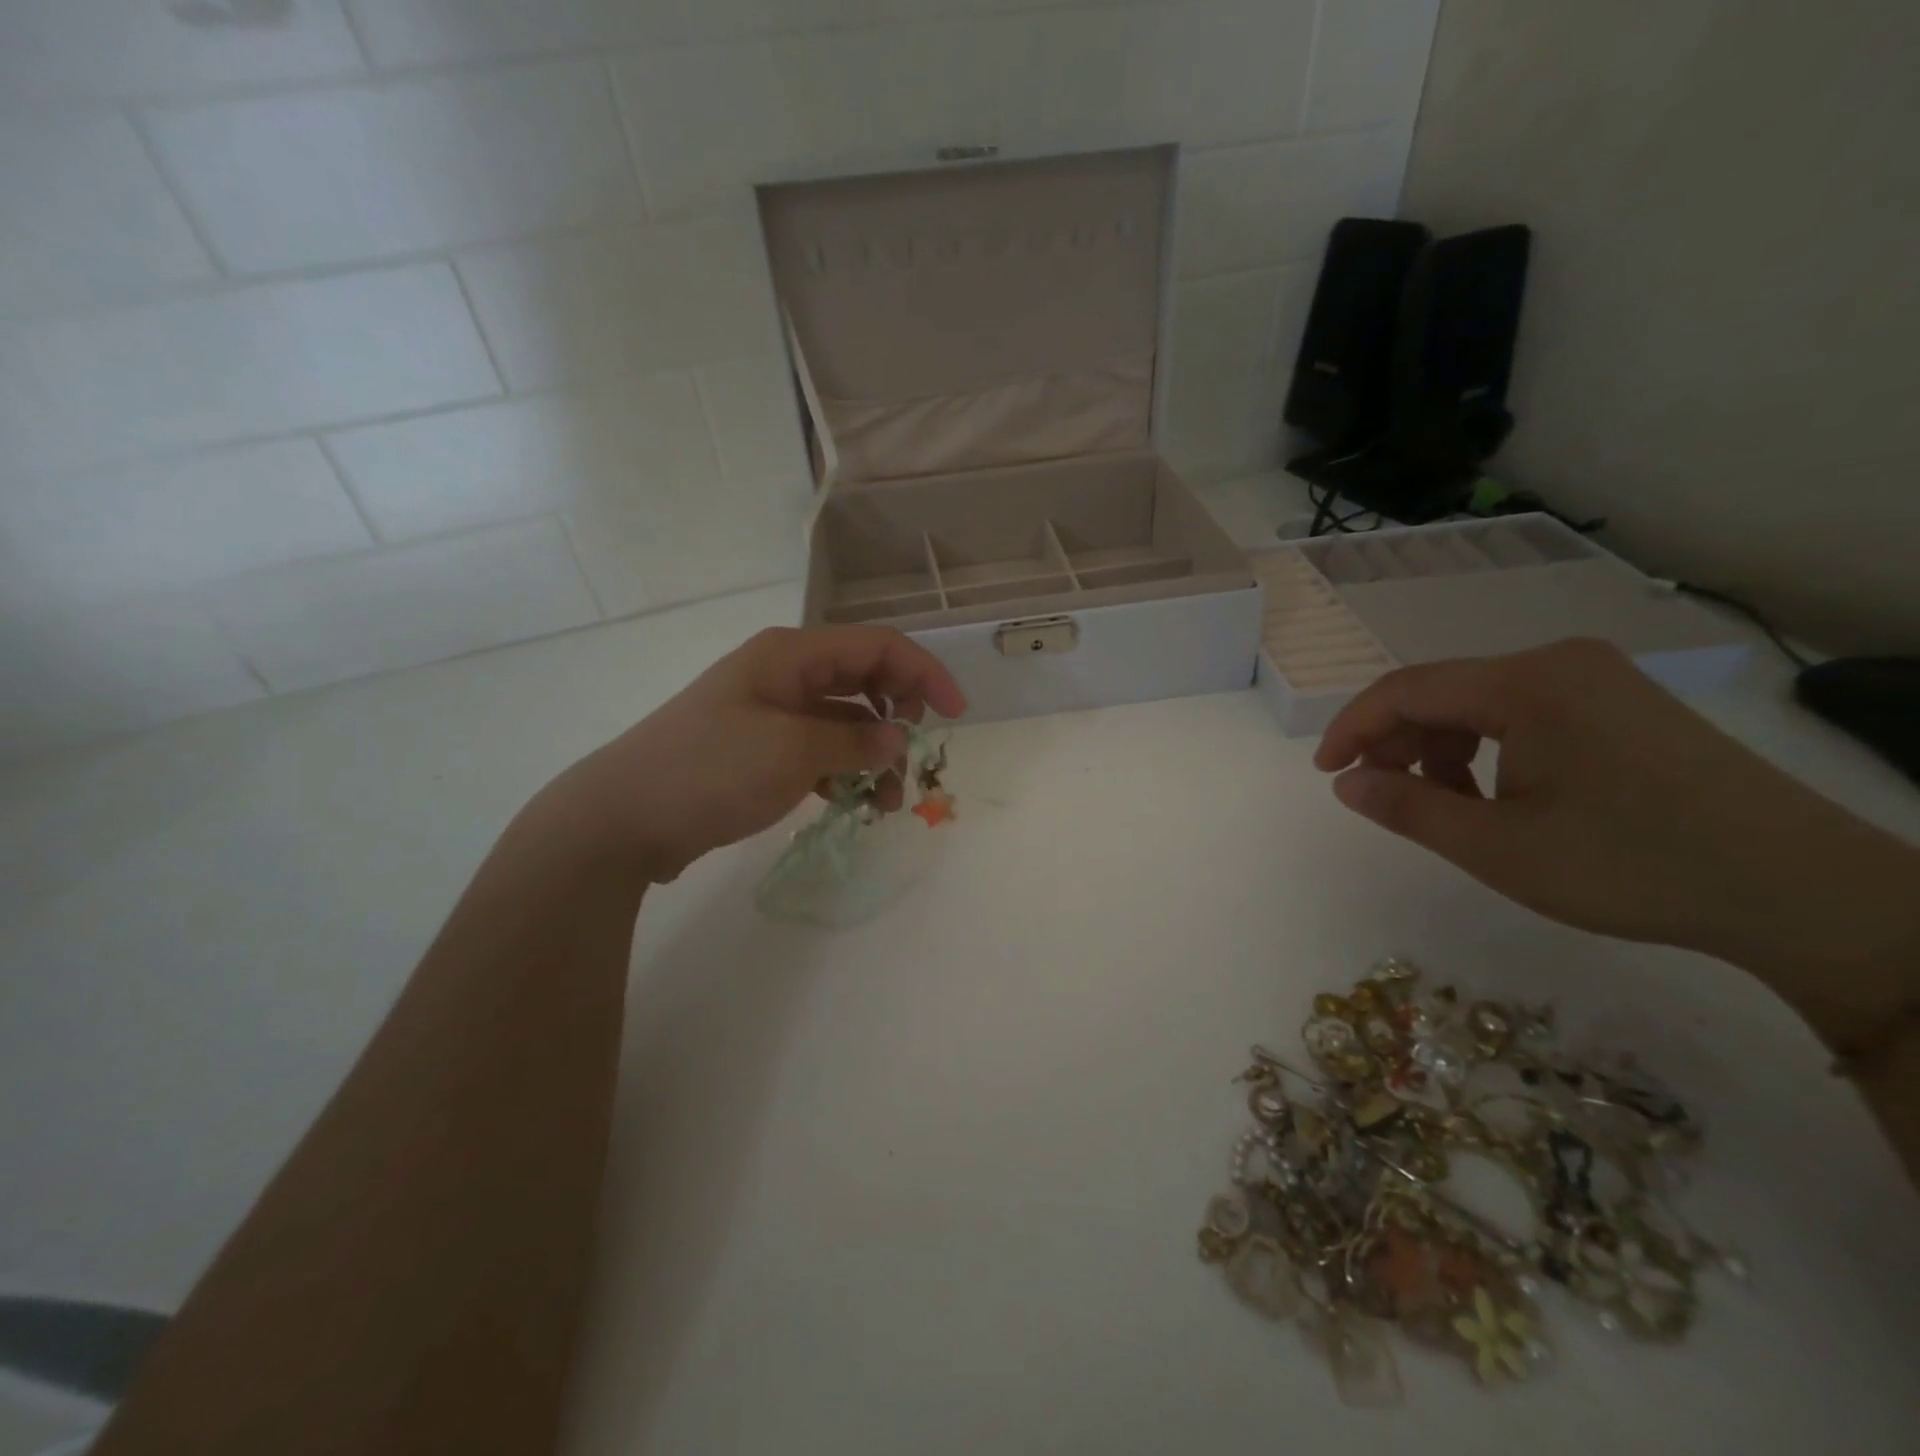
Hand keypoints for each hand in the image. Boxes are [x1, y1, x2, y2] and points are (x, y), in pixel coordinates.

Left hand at [537, 626, 965, 884]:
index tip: (955, 714)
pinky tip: (855, 802)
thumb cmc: (709, 769)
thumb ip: (854, 741)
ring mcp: (772, 713)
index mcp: (792, 655)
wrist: (624, 818)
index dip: (924, 673)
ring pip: (845, 720)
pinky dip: (845, 771)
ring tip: (887, 800)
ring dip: (874, 753)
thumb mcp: (791, 751)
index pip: (878, 645)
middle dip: (899, 715)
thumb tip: (896, 739)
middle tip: (913, 756)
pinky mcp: (762, 750)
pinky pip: (821, 750)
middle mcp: (786, 674)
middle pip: (865, 679)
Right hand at [1314, 639, 1919, 1020]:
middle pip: (1442, 692)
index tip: (1325, 773)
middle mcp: (1557, 663)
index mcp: (1526, 682)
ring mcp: (1595, 680)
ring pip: (1479, 704)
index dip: (1352, 729)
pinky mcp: (1619, 704)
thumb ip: (1407, 808)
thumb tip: (1346, 784)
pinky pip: (1521, 715)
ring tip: (1442, 808)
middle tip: (1379, 797)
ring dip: (1441, 751)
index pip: (1406, 689)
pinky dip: (1486, 751)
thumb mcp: (1497, 847)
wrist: (1799, 891)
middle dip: (1397, 743)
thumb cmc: (1630, 864)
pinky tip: (1494, 798)